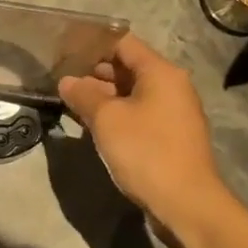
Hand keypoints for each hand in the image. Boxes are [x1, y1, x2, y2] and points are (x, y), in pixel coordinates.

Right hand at [58, 34, 223, 220]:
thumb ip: (83, 94)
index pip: (123, 43)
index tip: (65, 50)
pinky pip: (138, 114)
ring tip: (70, 102)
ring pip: (131, 93)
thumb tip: (67, 81)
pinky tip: (91, 125)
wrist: (186, 205)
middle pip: (128, 67)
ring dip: (103, 96)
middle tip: (61, 78)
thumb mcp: (106, 119)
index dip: (93, 44)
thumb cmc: (146, 151)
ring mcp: (173, 113)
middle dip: (94, 72)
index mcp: (161, 73)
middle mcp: (171, 87)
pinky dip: (116, 115)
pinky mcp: (170, 137)